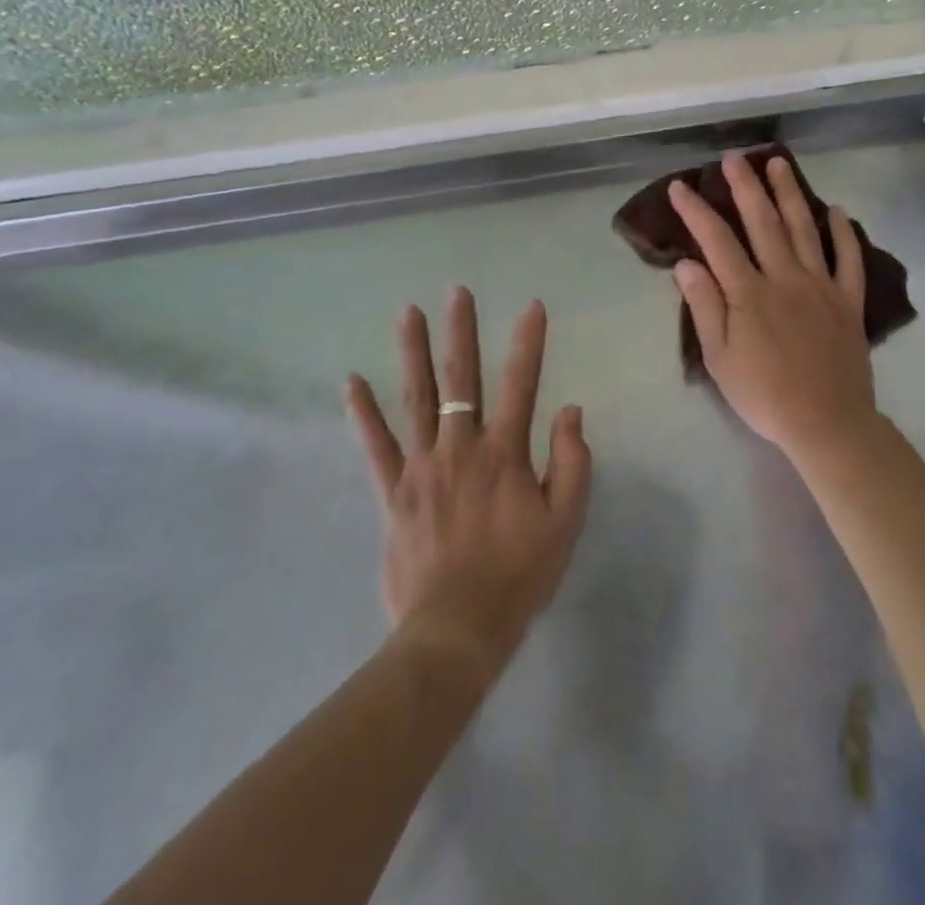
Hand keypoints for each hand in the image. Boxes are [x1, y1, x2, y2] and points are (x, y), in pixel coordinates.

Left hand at [347, 288, 591, 679]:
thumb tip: (570, 410)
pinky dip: (364, 414)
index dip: (528, 343)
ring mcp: (422, 468)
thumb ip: (572, 463)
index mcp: (505, 454)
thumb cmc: (519, 576)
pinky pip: (377, 448)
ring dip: (413, 354)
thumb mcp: (565, 523)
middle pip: (461, 380)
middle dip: (461, 332)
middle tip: (457, 292)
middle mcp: (461, 449)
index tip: (531, 306)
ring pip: (417, 400)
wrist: (457, 631)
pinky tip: (353, 382)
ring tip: (408, 313)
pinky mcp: (394, 494)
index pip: (521, 384)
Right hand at [669, 153, 881, 459]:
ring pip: (804, 229)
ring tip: (779, 164)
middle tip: (734, 157)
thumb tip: (687, 263)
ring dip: (790, 194)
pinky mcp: (848, 300)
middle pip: (763, 222)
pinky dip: (844, 233)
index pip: (717, 241)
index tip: (681, 186)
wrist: (827, 422)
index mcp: (749, 293)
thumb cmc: (764, 395)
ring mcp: (821, 286)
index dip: (697, 210)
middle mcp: (785, 278)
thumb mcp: (720, 358)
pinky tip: (836, 211)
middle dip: (745, 186)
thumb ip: (705, 307)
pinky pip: (849, 259)